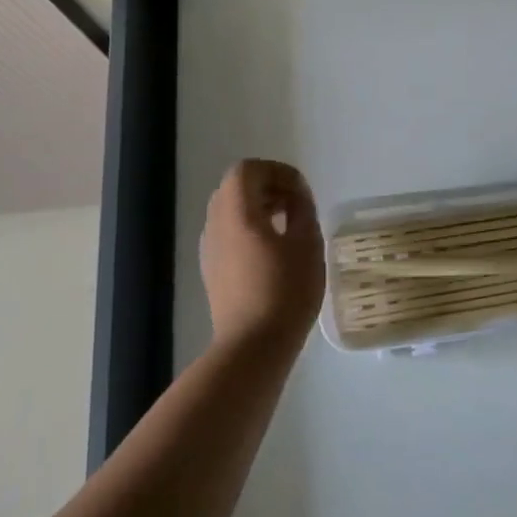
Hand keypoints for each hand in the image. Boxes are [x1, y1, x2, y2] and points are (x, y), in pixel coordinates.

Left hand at [200, 159, 325, 353]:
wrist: (252, 347)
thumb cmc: (285, 290)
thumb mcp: (307, 243)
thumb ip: (302, 209)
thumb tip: (296, 194)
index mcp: (236, 211)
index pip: (247, 170)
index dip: (276, 171)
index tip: (301, 190)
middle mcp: (215, 224)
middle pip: (236, 188)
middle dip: (268, 187)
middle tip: (296, 204)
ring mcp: (210, 249)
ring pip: (230, 211)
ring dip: (259, 208)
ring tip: (289, 227)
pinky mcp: (212, 271)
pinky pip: (228, 234)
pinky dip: (250, 229)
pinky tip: (274, 252)